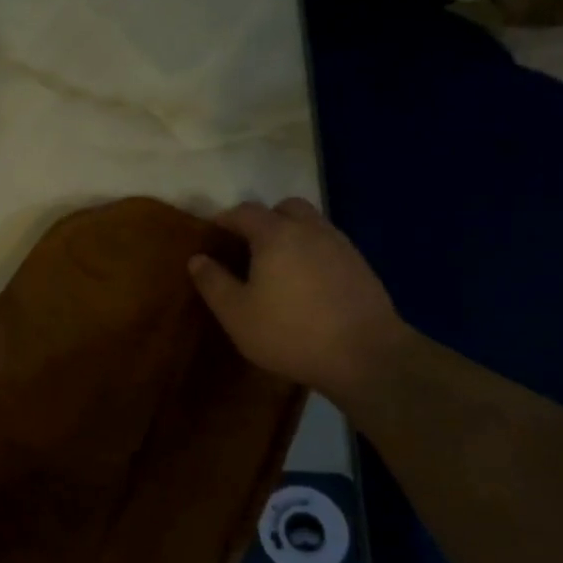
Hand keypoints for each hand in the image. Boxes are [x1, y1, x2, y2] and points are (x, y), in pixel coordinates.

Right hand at [189, 198, 407, 398]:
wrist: (364, 354)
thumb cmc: (289, 332)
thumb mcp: (236, 313)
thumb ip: (213, 282)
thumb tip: (197, 258)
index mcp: (276, 235)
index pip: (245, 212)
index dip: (225, 219)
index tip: (212, 234)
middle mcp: (310, 230)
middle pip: (285, 208)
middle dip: (264, 220)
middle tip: (248, 246)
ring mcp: (340, 246)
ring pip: (311, 225)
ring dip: (291, 235)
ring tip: (276, 267)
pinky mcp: (360, 266)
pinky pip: (328, 246)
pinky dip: (311, 254)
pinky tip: (305, 285)